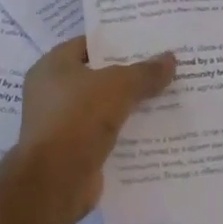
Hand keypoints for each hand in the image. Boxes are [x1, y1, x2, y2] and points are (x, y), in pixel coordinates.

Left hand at [18, 36, 174, 222]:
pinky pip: (105, 135)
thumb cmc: (79, 118)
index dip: (118, 41)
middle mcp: (52, 93)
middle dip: (129, 74)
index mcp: (52, 67)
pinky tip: (154, 129)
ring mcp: (62, 125)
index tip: (148, 41)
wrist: (55, 182)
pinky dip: (125, 133)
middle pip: (99, 76)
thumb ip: (145, 72)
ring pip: (104, 107)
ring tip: (166, 96)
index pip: (89, 44)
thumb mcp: (119, 86)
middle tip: (163, 67)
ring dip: (130, 106)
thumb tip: (171, 58)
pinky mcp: (73, 152)